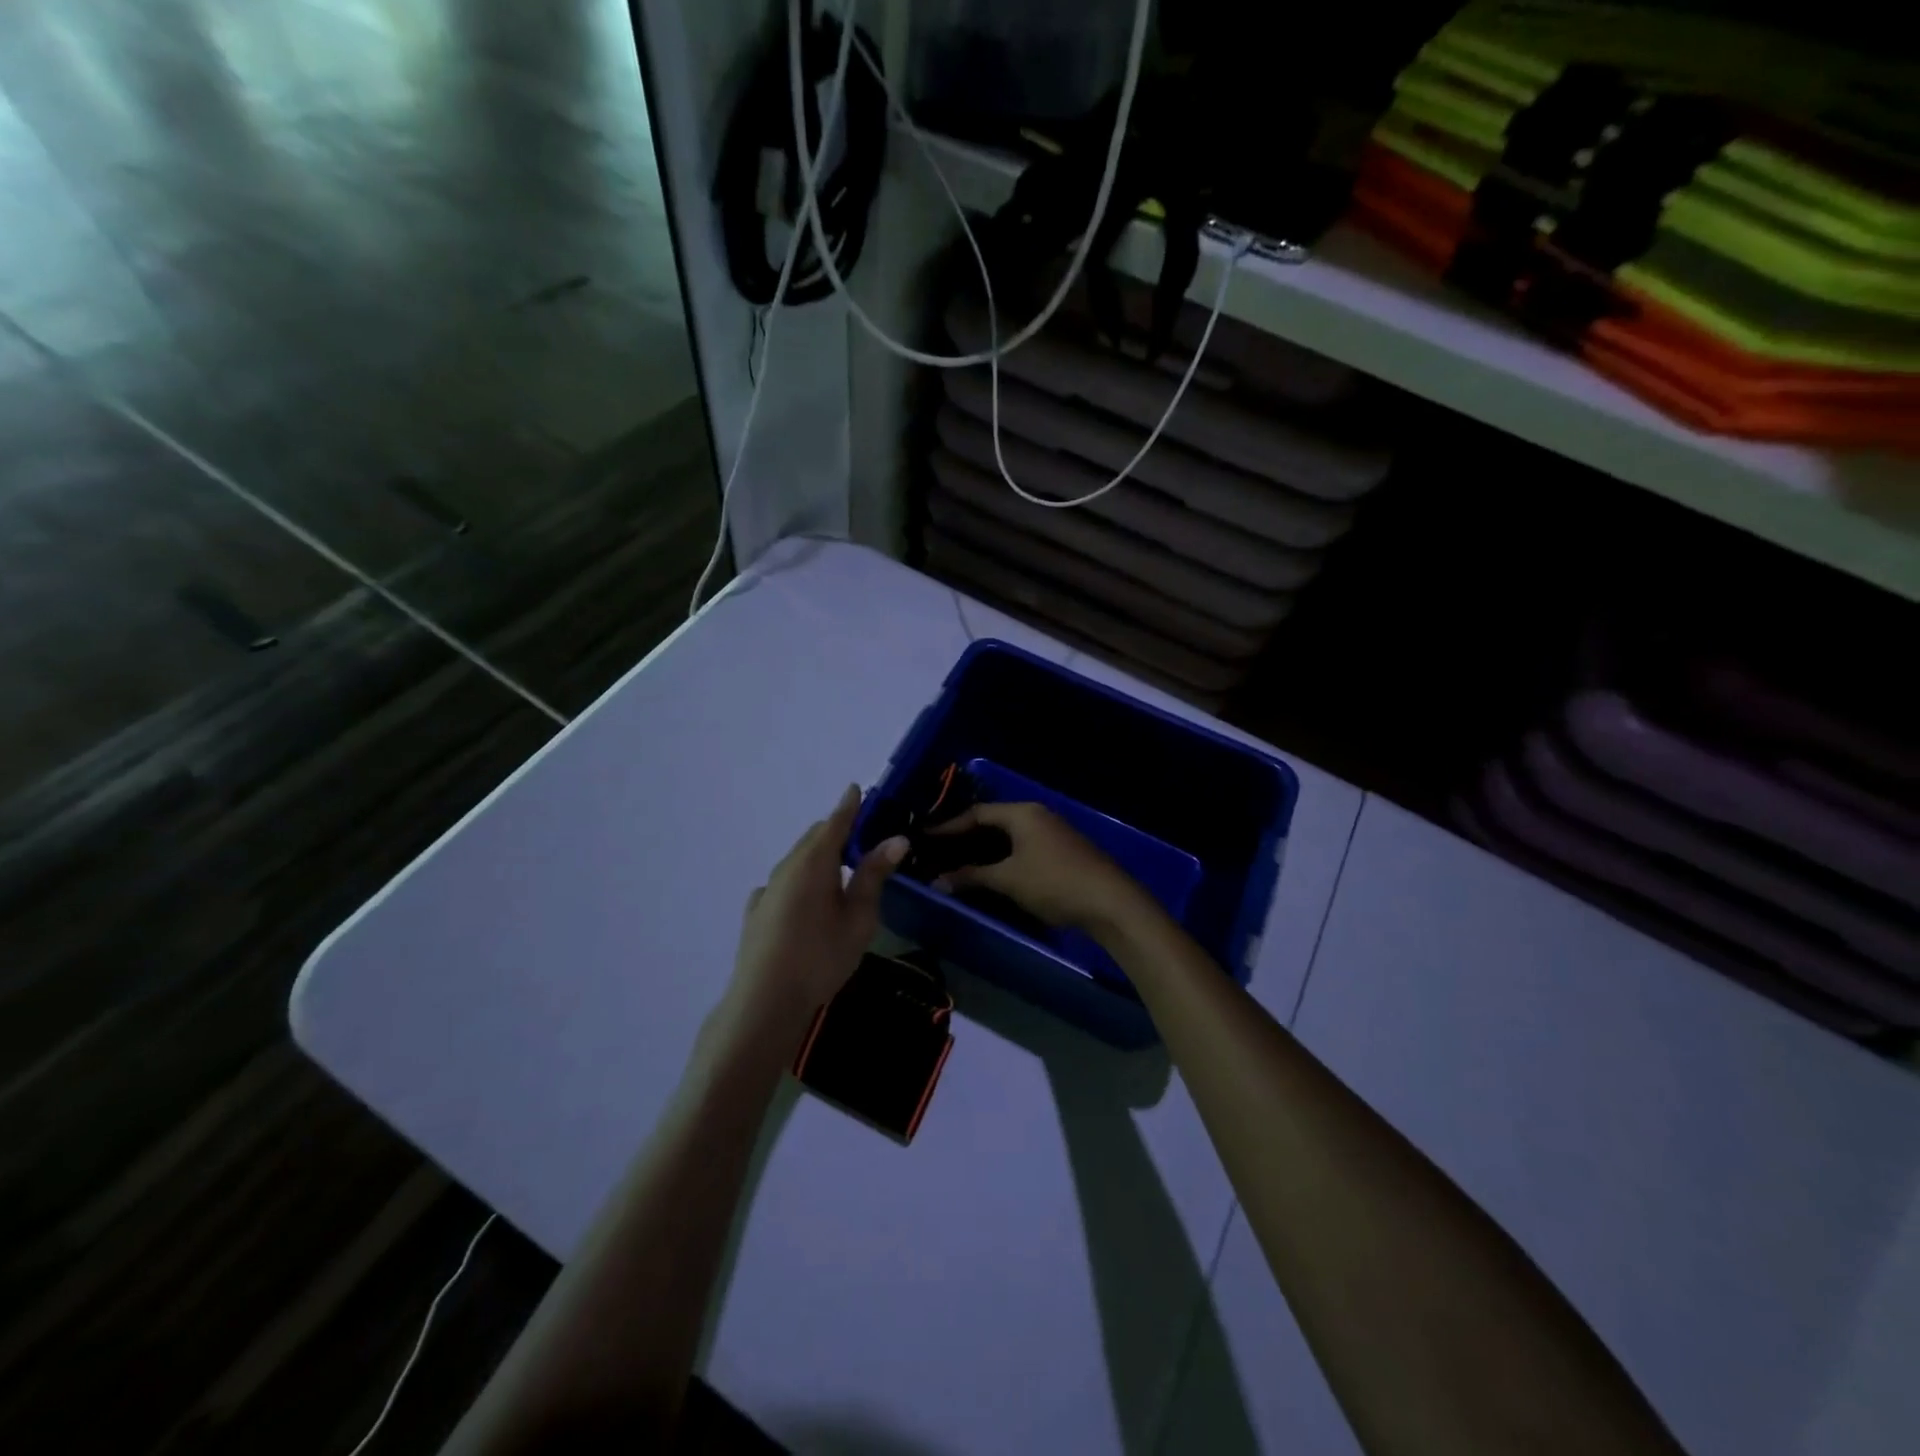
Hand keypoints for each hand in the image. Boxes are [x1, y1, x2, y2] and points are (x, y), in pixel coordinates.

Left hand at [727, 785, 908, 1035]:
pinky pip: (783, 883)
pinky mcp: (756, 911)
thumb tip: (897, 839)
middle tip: (862, 835)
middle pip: (814, 838)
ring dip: (819, 856)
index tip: (857, 789)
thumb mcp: (859, 917)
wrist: (765, 1001)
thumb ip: (874, 875)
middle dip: (837, 830)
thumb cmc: (821, 956)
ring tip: (840, 868)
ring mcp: (767, 889)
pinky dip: (800, 879)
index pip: (835, 822)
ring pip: (797, 860)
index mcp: (814, 861)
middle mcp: (787, 866)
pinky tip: (807, 901)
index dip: (849, 805)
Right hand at [929, 802, 1152, 936]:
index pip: (977, 813)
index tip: (925, 837)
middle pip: (993, 821)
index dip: (949, 826)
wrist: (1110, 902)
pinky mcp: (1062, 851)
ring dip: (985, 849)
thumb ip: (972, 877)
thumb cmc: (1054, 883)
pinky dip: (1003, 856)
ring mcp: (1052, 832)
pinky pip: (1023, 846)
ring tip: (959, 862)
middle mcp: (1037, 815)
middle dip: (966, 836)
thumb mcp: (1008, 880)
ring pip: (1009, 835)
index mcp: (1022, 813)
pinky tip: (992, 872)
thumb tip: (937, 881)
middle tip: (939, 850)